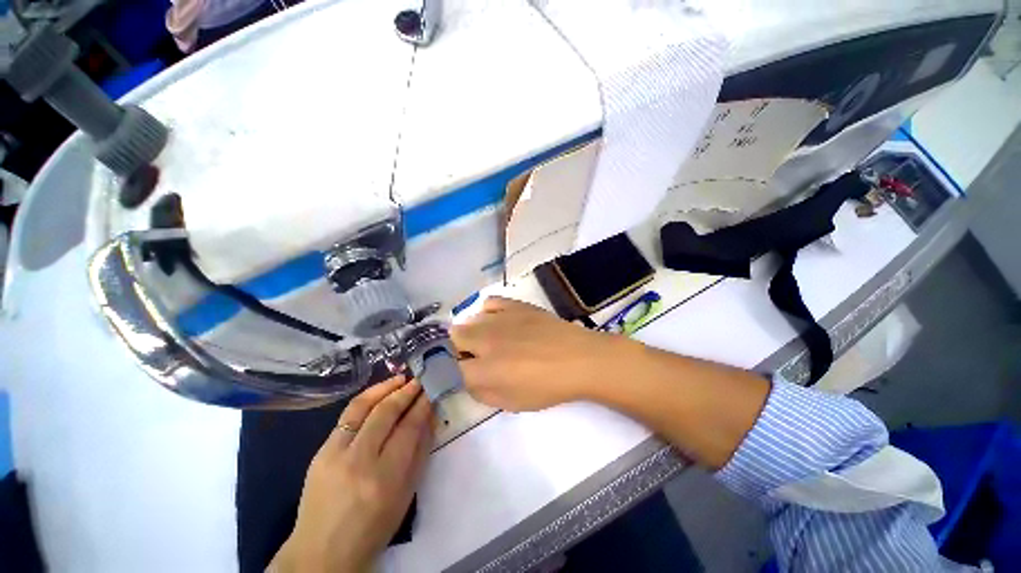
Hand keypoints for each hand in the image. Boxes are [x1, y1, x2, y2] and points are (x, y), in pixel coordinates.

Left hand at [270, 376, 432, 572]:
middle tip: (419, 381)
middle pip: (386, 413)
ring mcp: (335, 454)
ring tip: (400, 379)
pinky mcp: (320, 452)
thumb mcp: (407, 494)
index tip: (431, 390)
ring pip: (362, 407)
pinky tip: (378, 394)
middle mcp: (359, 460)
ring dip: (384, 388)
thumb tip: (430, 416)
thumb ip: (420, 451)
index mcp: (385, 477)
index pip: (409, 428)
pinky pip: (346, 416)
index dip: (422, 405)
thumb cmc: (374, 528)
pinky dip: (366, 399)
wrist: (322, 551)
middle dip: (406, 391)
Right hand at [451, 296, 637, 411]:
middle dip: (457, 349)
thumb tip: (468, 378)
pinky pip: (489, 303)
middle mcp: (484, 340)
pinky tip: (497, 321)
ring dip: (472, 332)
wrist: (578, 359)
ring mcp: (499, 318)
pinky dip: (487, 313)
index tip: (462, 374)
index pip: (451, 368)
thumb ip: (482, 392)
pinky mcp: (514, 305)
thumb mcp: (511, 403)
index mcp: (483, 369)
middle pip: (453, 338)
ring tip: (489, 340)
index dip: (453, 372)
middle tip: (475, 357)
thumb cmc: (547, 387)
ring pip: (468, 320)